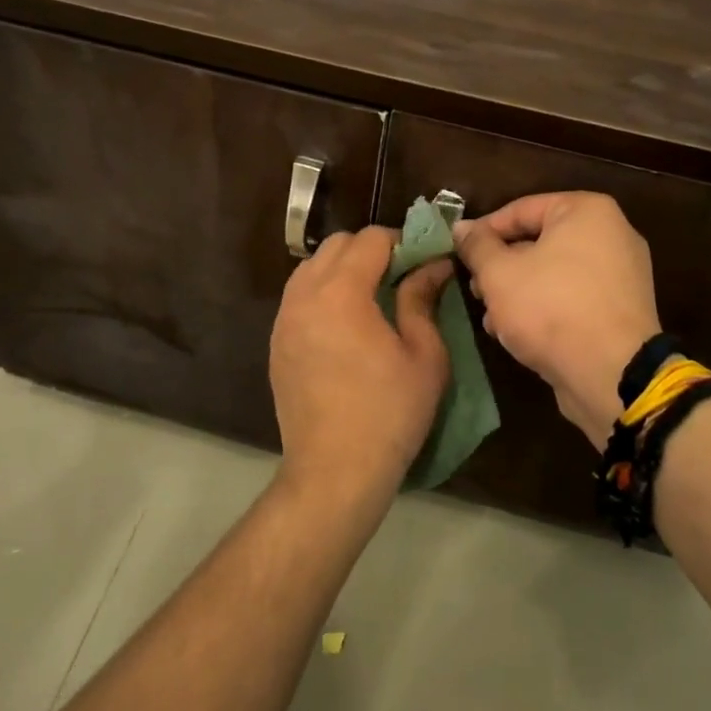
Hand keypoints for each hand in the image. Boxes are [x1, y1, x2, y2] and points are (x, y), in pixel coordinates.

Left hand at [269, 227, 453, 502]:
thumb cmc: (389, 413)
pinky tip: (345, 323)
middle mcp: (305, 295)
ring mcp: (284, 319)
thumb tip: (434, 265)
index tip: (423, 260)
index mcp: (341, 292)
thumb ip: (422, 299)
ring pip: (312, 267)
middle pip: (336, 245)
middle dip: (370, 249)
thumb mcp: (424, 355)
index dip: (401, 241)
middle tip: (400, 276)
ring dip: (342, 268)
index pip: (370, 239)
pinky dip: (322, 292)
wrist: (334, 471)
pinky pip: (299, 296)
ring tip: (371, 297)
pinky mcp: (276, 342)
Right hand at [453, 193, 661, 450]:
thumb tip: (462, 227)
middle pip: (539, 242)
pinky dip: (545, 308)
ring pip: (554, 273)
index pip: (521, 209)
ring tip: (490, 318)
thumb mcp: (499, 273)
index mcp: (587, 211)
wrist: (612, 375)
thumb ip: (477, 246)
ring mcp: (621, 275)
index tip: (459, 252)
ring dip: (517, 292)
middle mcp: (612, 234)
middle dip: (501, 267)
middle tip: (474, 289)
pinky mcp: (621, 310)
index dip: (484, 230)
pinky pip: (573, 298)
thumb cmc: (550, 308)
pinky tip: (516, 334)